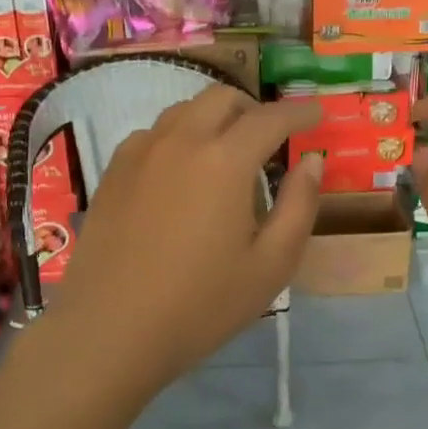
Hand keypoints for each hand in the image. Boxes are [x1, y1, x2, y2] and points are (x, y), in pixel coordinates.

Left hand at [43, 87, 323, 396]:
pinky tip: (181, 174)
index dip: (299, 112)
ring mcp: (140, 152)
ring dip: (214, 119)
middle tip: (271, 139)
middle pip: (222, 98)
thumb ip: (299, 205)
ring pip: (184, 111)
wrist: (110, 330)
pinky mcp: (113, 171)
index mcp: (225, 160)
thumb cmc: (201, 304)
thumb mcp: (271, 264)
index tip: (316, 116)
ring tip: (226, 155)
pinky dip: (179, 137)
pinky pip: (153, 134)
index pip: (270, 118)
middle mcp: (181, 141)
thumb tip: (311, 162)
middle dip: (254, 108)